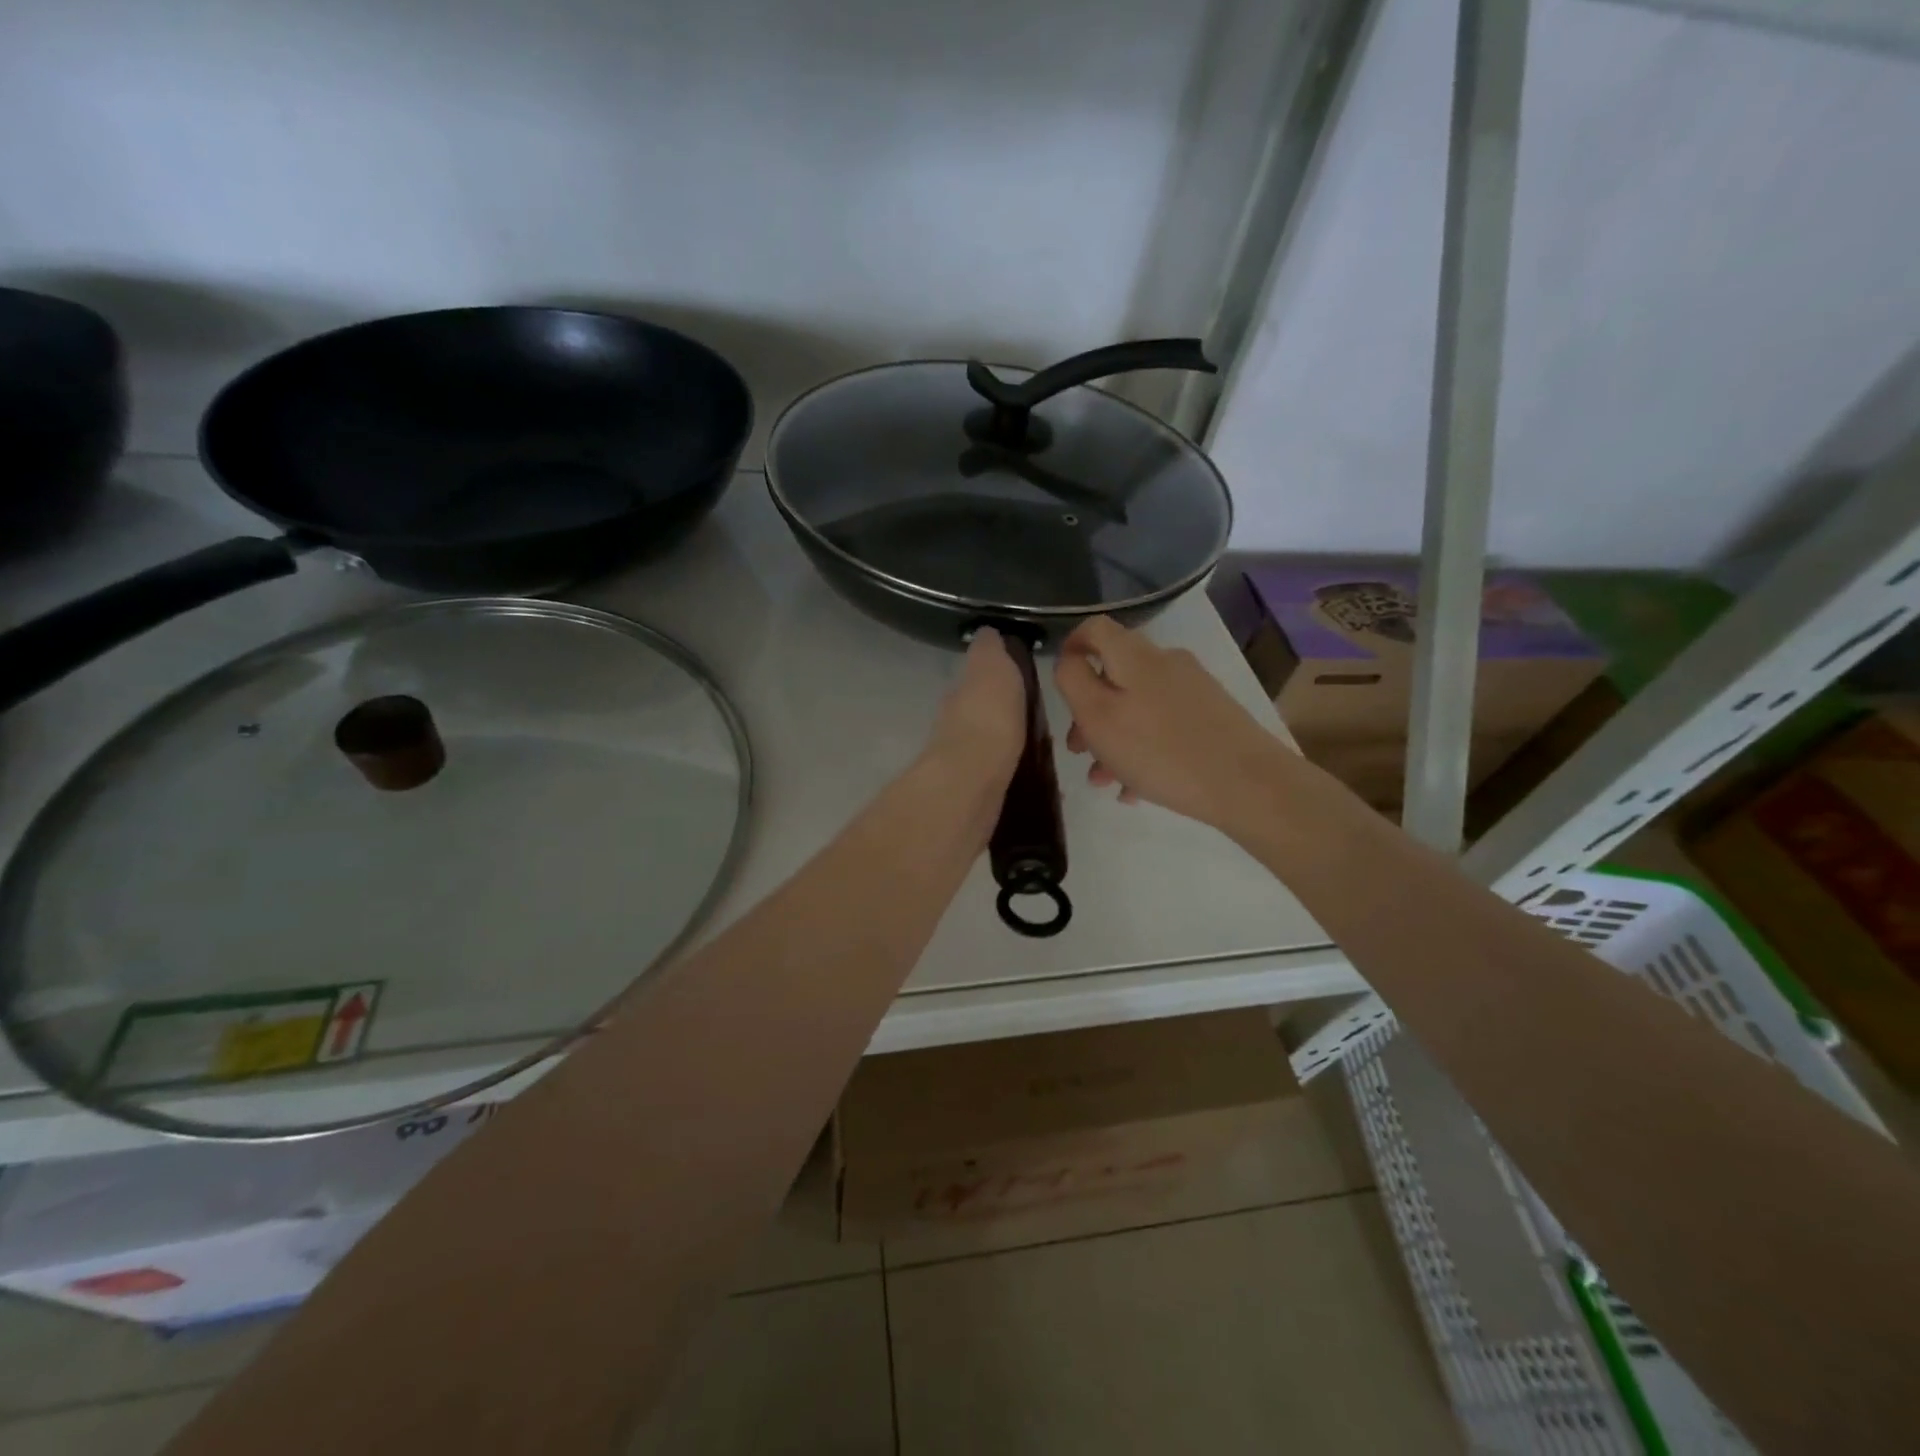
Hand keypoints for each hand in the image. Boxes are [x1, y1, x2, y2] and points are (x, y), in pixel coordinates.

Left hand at [924, 628, 1025, 791]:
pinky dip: (1013, 773)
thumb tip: (986, 632)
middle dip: (1002, 714)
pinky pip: (1000, 776)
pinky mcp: (977, 792)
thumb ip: (989, 650)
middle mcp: (955, 725)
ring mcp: (964, 761)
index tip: (1022, 682)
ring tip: (1039, 749)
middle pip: (981, 714)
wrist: (973, 779)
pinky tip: (1033, 778)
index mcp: (960, 694)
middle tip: (1035, 718)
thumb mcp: (991, 667)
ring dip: (1008, 744)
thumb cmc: (987, 716)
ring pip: (990, 745)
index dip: (996, 678)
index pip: (976, 680)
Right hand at [1054, 616, 1292, 836]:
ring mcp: (1192, 689)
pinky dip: (1142, 749)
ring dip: (1113, 739)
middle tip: (1077, 750)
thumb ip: (1074, 681)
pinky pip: (1163, 724)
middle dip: (1089, 712)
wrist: (1247, 783)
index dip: (1070, 647)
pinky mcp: (1211, 715)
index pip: (1094, 629)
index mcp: (1134, 656)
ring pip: (1137, 705)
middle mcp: (1165, 662)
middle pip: (1114, 675)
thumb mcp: (1098, 717)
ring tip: (1104, 780)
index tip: (1060, 685)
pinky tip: (1135, 789)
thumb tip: (1068, 659)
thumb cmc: (1159, 750)